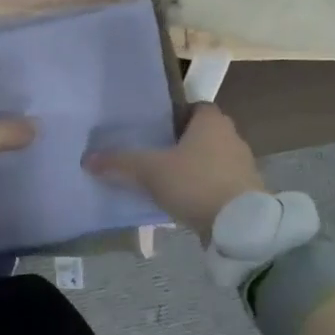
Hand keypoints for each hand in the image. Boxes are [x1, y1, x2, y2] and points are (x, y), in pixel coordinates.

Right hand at [83, 103, 264, 239]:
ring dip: (194, 168)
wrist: (241, 227)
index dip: (175, 115)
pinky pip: (220, 183)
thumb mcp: (151, 171)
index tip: (155, 129)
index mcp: (212, 120)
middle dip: (181, 143)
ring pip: (211, 159)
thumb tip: (87, 158)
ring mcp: (244, 165)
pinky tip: (186, 202)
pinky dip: (204, 189)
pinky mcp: (248, 192)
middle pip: (202, 133)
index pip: (194, 106)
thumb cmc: (196, 183)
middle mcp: (232, 136)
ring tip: (166, 181)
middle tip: (154, 155)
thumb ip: (120, 162)